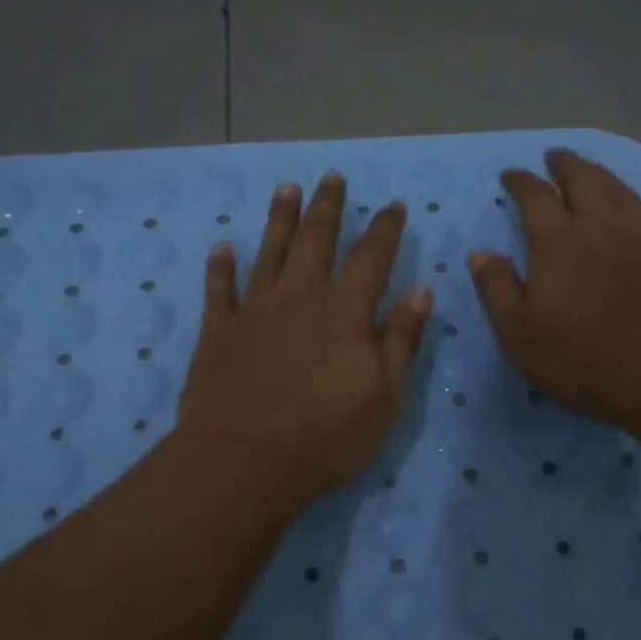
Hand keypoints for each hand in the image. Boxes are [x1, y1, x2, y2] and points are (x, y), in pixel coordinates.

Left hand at [177, 173, 432, 515]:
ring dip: (279, 218)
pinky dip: (221, 266)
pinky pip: (219, 289)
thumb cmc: (326, 436)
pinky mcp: (218, 332)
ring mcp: (255, 311)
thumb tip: (422, 291)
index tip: (394, 204)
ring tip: (286, 188)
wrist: (244, 462)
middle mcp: (300, 297)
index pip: (372, 256)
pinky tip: (222, 246)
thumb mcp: (386, 396)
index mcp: (345, 311)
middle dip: (328, 206)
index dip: (385, 228)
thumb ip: (402, 340)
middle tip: (332, 177)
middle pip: (316, 239)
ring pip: (269, 251)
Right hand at [470, 150, 640, 443]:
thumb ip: (497, 288)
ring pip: (623, 193)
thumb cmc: (582, 358)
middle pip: (584, 180)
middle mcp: (602, 228)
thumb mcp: (519, 333)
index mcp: (559, 241)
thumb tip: (480, 253)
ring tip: (593, 172)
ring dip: (604, 176)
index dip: (520, 181)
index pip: (535, 196)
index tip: (510, 175)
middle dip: (566, 164)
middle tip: (555, 156)